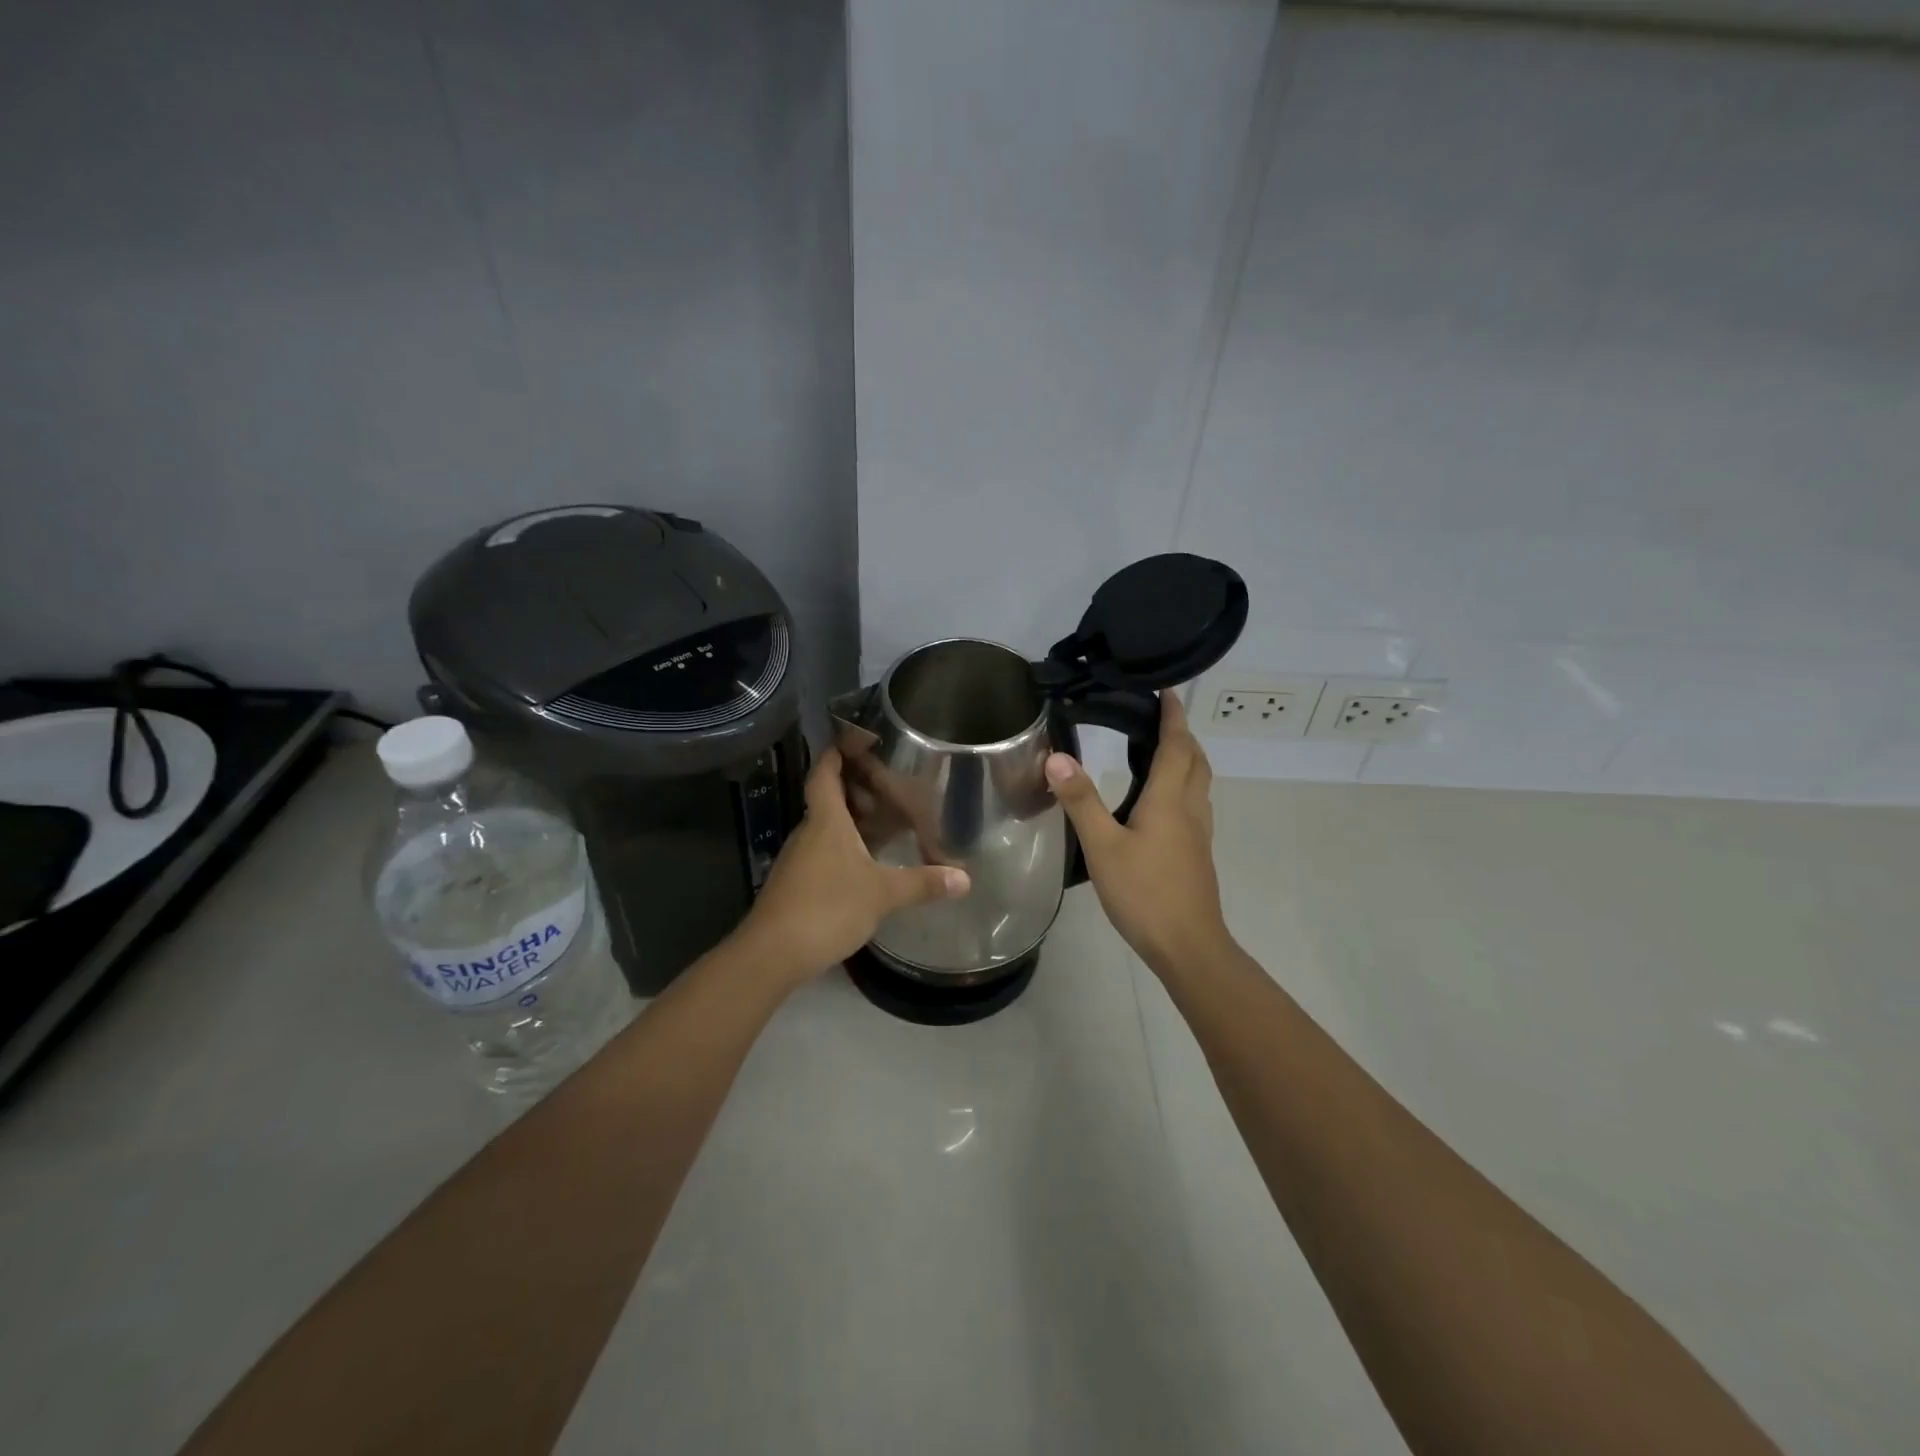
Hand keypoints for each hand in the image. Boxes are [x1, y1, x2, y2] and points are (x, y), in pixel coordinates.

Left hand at [736, 748, 970, 987]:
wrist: (772, 953)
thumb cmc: (828, 907)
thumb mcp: (883, 894)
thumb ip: (923, 883)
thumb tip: (965, 878)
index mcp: (827, 821)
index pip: (825, 774)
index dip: (836, 753)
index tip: (854, 740)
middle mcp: (809, 832)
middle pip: (828, 800)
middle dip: (855, 791)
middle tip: (888, 790)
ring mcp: (798, 859)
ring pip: (825, 828)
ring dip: (851, 823)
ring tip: (884, 827)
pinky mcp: (795, 884)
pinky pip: (821, 853)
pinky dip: (843, 849)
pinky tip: (864, 866)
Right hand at [1045, 692, 1231, 976]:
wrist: (1188, 945)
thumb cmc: (1145, 893)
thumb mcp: (1103, 847)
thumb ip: (1081, 801)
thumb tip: (1057, 757)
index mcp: (1170, 800)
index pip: (1177, 745)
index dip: (1173, 716)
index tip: (1166, 691)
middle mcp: (1190, 809)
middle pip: (1196, 760)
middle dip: (1182, 735)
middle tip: (1159, 719)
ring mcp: (1198, 833)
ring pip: (1199, 783)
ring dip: (1186, 760)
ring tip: (1160, 752)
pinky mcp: (1197, 854)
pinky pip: (1194, 805)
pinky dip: (1183, 786)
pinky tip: (1161, 804)